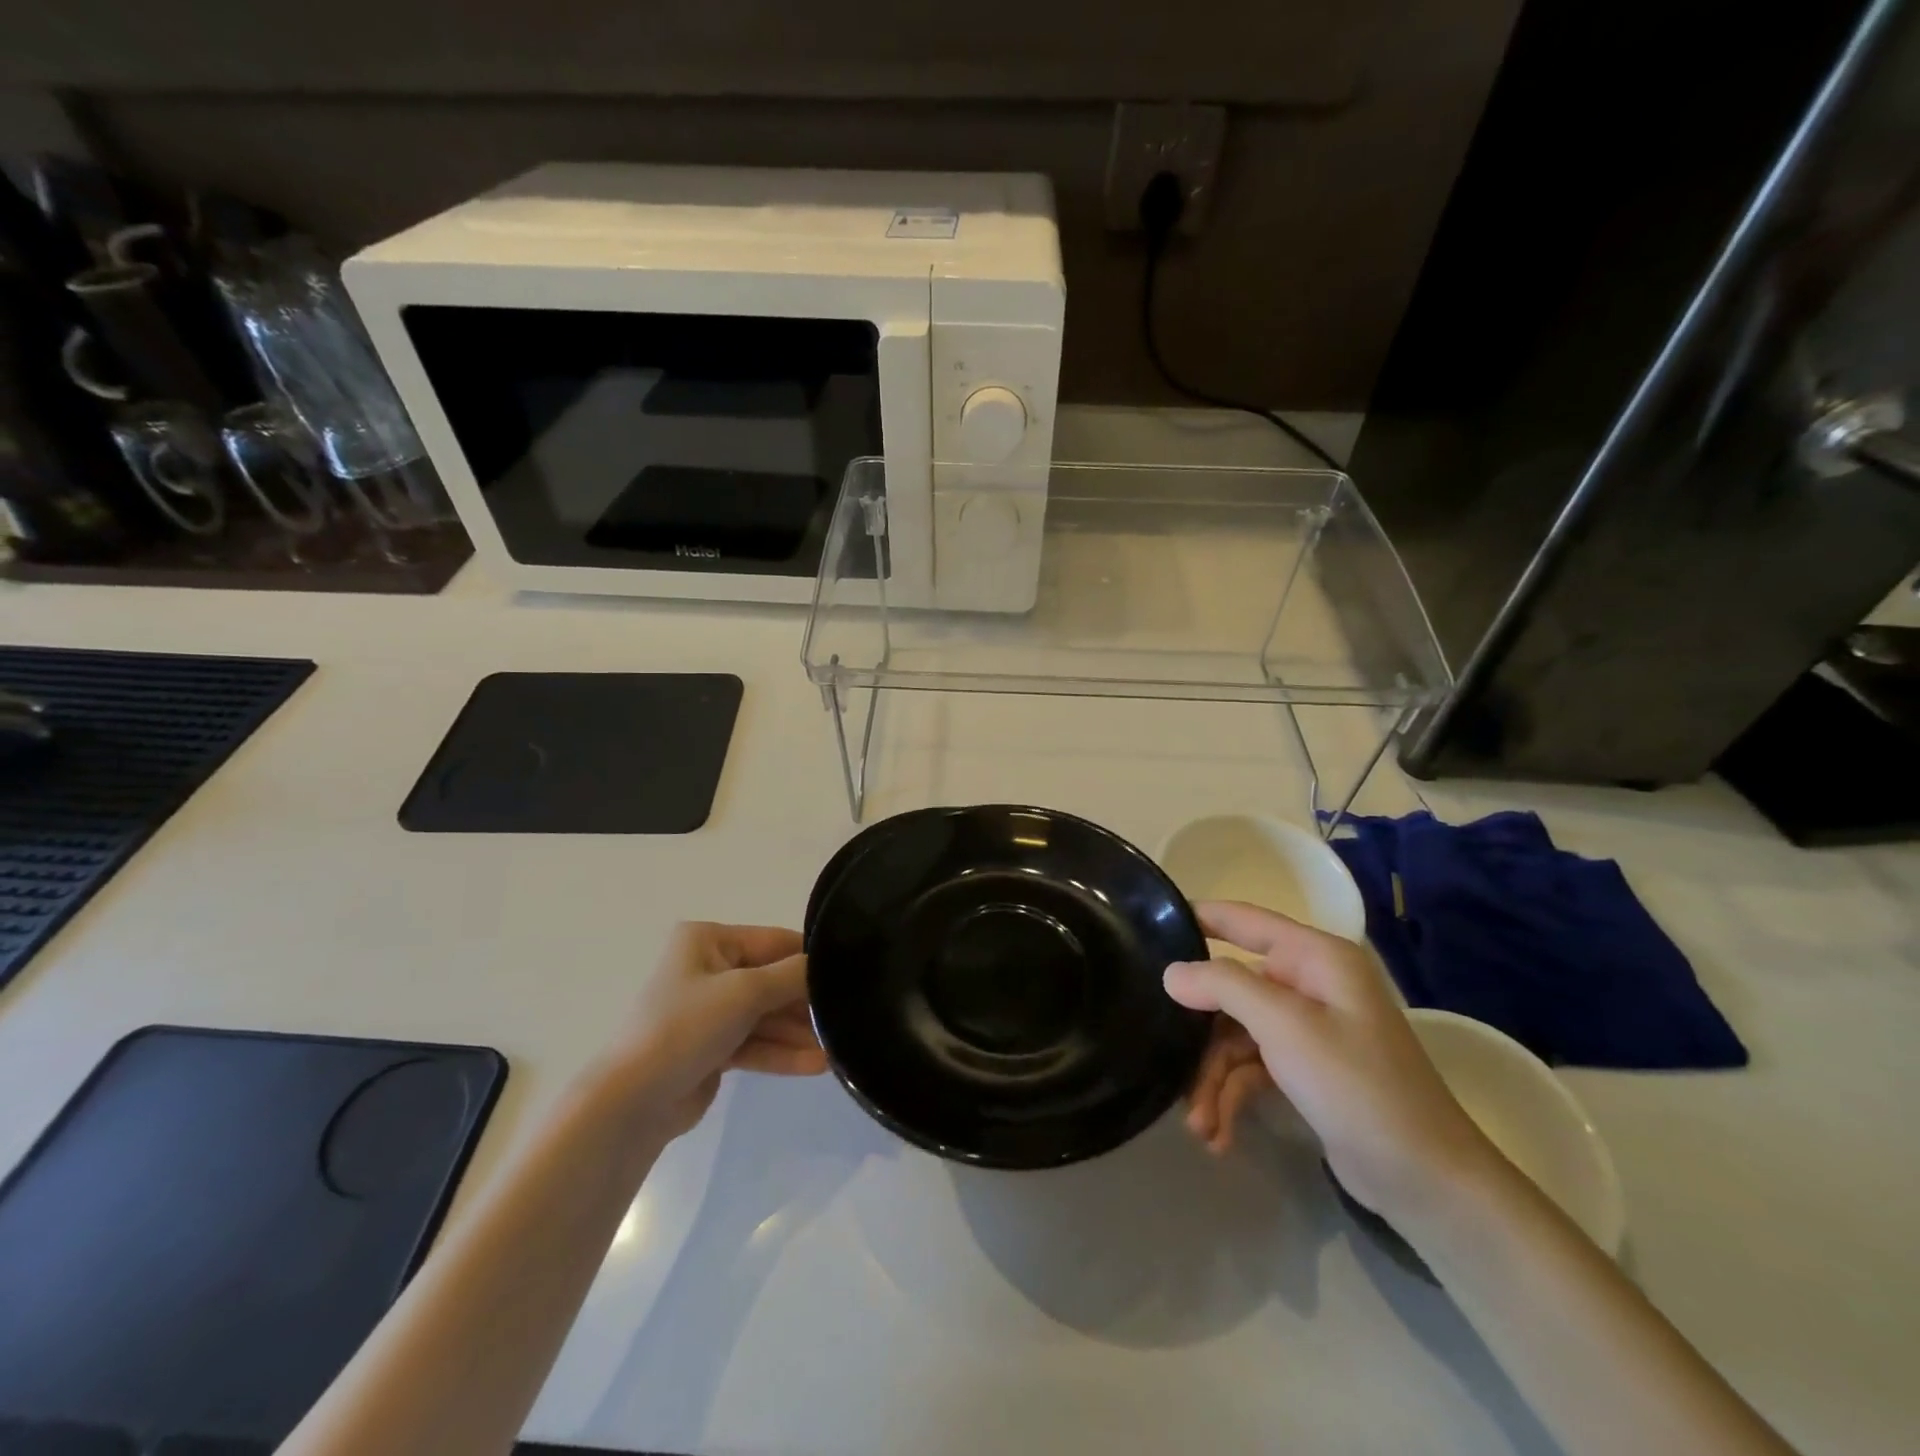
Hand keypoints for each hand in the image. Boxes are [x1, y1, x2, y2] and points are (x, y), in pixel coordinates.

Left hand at [614, 921, 827, 1137]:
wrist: (631, 1102)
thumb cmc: (685, 1028)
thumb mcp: (744, 992)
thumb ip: (791, 976)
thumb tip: (827, 966)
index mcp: (708, 941)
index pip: (773, 941)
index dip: (810, 958)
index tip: (848, 974)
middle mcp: (708, 969)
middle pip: (771, 980)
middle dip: (805, 1002)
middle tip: (845, 1016)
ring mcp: (709, 1010)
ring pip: (765, 1015)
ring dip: (798, 1032)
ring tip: (836, 1048)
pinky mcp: (711, 1047)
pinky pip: (755, 1042)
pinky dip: (781, 1052)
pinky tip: (816, 1065)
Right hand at [1165, 901, 1498, 1224]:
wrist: (1426, 1181)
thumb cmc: (1357, 1086)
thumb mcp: (1285, 1027)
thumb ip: (1224, 987)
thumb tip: (1171, 972)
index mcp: (1313, 957)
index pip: (1241, 919)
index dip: (1195, 918)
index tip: (1145, 927)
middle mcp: (1308, 983)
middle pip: (1230, 989)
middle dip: (1199, 1033)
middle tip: (1167, 1061)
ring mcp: (1307, 1027)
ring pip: (1235, 1034)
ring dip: (1213, 1078)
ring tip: (1200, 1126)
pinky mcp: (1304, 1068)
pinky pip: (1251, 1067)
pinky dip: (1233, 1096)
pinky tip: (1219, 1134)